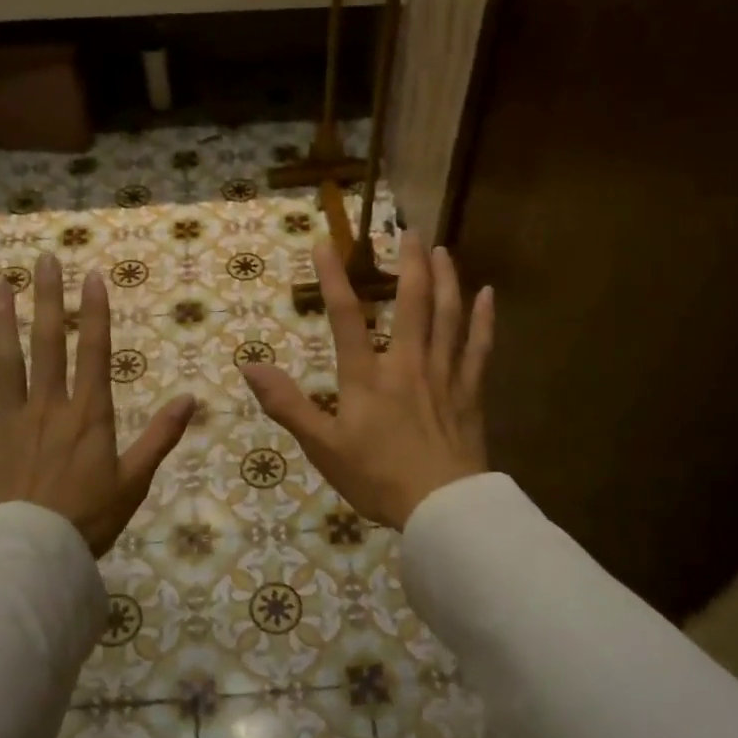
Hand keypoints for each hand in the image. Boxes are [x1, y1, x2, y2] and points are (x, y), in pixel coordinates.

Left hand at [0, 252, 194, 555]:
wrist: (34, 553)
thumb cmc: (90, 518)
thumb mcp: (135, 480)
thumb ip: (161, 436)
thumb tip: (192, 399)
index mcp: (89, 414)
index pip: (95, 351)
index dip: (95, 312)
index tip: (91, 276)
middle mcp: (49, 405)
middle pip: (49, 343)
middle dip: (49, 299)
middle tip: (44, 259)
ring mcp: (11, 420)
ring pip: (5, 361)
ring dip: (1, 320)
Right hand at [242, 233, 492, 529]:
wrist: (441, 507)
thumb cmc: (377, 478)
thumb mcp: (322, 446)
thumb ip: (287, 404)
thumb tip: (249, 366)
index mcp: (367, 376)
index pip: (345, 316)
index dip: (332, 277)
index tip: (324, 242)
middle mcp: (407, 363)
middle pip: (411, 301)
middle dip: (408, 262)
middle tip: (408, 230)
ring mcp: (443, 374)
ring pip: (448, 315)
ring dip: (445, 278)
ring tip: (442, 249)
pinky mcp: (470, 391)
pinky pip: (479, 346)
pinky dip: (484, 319)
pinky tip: (488, 294)